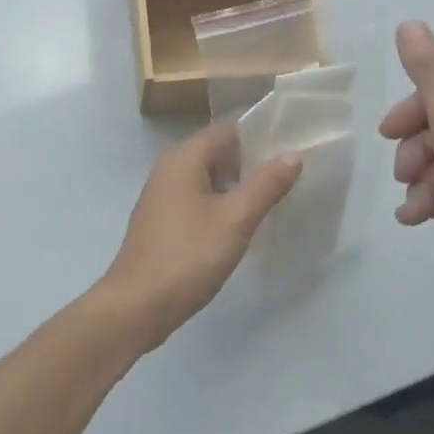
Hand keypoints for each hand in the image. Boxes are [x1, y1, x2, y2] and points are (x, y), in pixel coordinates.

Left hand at [94, 120, 301, 352]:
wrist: (136, 306)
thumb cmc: (187, 256)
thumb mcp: (235, 220)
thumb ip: (266, 184)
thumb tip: (293, 154)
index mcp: (185, 157)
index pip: (230, 127)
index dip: (263, 129)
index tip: (297, 137)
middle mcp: (171, 167)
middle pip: (220, 150)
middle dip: (255, 157)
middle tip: (296, 168)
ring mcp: (165, 194)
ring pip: (211, 176)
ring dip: (241, 182)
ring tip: (280, 191)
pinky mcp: (165, 220)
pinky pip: (201, 197)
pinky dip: (224, 201)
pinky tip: (247, 219)